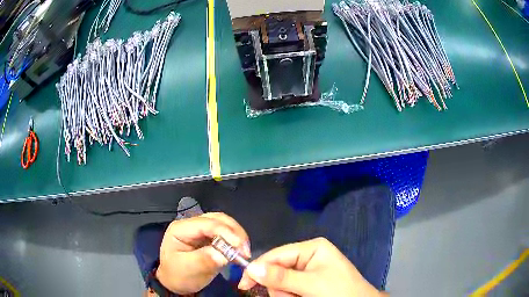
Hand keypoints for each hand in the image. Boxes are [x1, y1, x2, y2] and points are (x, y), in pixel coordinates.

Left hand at [156, 212, 250, 294]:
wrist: (175, 282)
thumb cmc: (177, 275)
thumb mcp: (187, 269)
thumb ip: (203, 260)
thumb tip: (223, 255)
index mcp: (181, 228)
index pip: (207, 224)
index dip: (225, 232)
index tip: (240, 247)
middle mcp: (192, 225)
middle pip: (218, 219)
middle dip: (234, 232)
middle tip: (245, 250)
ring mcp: (201, 230)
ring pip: (224, 224)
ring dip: (237, 236)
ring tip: (244, 251)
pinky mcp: (210, 238)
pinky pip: (226, 234)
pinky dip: (236, 241)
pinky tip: (240, 251)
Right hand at [238, 237, 383, 296]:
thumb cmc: (340, 291)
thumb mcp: (311, 284)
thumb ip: (281, 277)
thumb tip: (251, 268)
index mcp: (311, 248)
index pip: (276, 254)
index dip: (258, 268)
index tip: (244, 285)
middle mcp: (307, 256)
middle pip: (276, 270)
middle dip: (280, 287)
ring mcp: (307, 271)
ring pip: (280, 283)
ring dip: (285, 294)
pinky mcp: (307, 283)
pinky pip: (288, 289)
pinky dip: (290, 296)